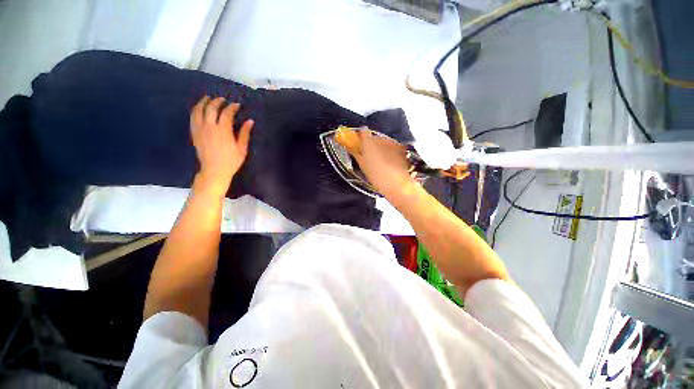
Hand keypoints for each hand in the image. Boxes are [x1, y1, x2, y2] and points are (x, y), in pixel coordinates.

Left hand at [190, 96, 253, 194]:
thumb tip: (250, 121)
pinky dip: (196, 110)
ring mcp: (200, 129)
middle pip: (211, 108)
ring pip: (199, 110)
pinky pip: (192, 117)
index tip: (237, 105)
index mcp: (223, 130)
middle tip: (223, 99)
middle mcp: (209, 127)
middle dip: (217, 101)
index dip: (232, 107)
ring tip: (208, 98)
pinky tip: (199, 108)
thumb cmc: (231, 161)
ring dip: (204, 102)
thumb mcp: (242, 148)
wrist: (214, 170)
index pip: (226, 113)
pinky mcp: (194, 133)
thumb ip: (245, 133)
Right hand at [337, 128, 415, 197]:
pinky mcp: (401, 148)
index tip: (359, 141)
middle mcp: (380, 139)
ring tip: (382, 160)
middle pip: (374, 138)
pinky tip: (391, 161)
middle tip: (370, 155)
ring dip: (381, 147)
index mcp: (368, 142)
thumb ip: (356, 154)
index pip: (363, 132)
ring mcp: (392, 142)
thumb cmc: (375, 175)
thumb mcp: (362, 165)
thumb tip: (352, 148)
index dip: (361, 135)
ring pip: (384, 142)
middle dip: (372, 144)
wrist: (396, 182)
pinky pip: (392, 146)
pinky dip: (390, 151)